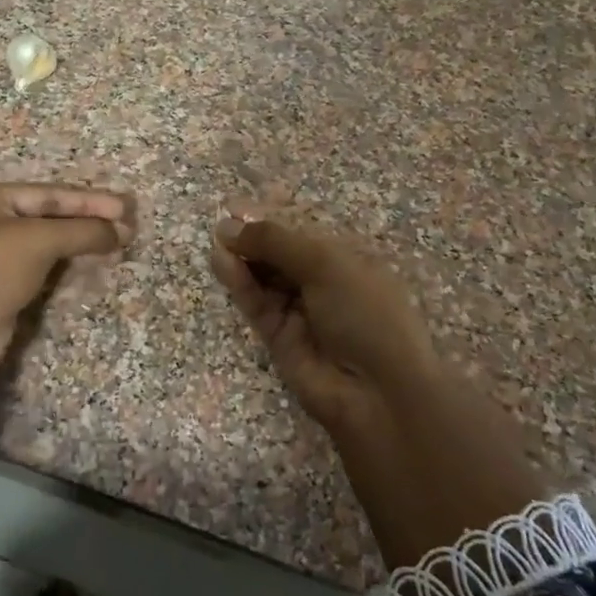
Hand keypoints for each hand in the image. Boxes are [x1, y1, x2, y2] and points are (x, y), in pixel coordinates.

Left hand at [0, 183, 133, 382]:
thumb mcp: (37, 241)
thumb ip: (82, 231)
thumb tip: (122, 230)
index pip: (51, 194)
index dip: (90, 200)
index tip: (125, 208)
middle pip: (52, 216)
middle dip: (90, 220)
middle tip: (128, 225)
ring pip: (50, 243)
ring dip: (83, 243)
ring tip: (120, 242)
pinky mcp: (6, 287)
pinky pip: (45, 269)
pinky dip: (70, 266)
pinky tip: (95, 264)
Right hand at [210, 216, 438, 432]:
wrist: (377, 392)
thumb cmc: (366, 313)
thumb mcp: (326, 264)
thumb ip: (275, 240)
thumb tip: (230, 225)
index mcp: (348, 257)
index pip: (305, 227)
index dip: (274, 213)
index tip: (241, 202)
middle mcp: (324, 280)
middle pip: (280, 250)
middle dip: (253, 234)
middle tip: (223, 220)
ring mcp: (300, 309)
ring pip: (264, 275)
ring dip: (242, 256)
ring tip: (217, 238)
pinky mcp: (278, 335)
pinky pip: (255, 301)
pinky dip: (239, 281)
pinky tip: (221, 260)